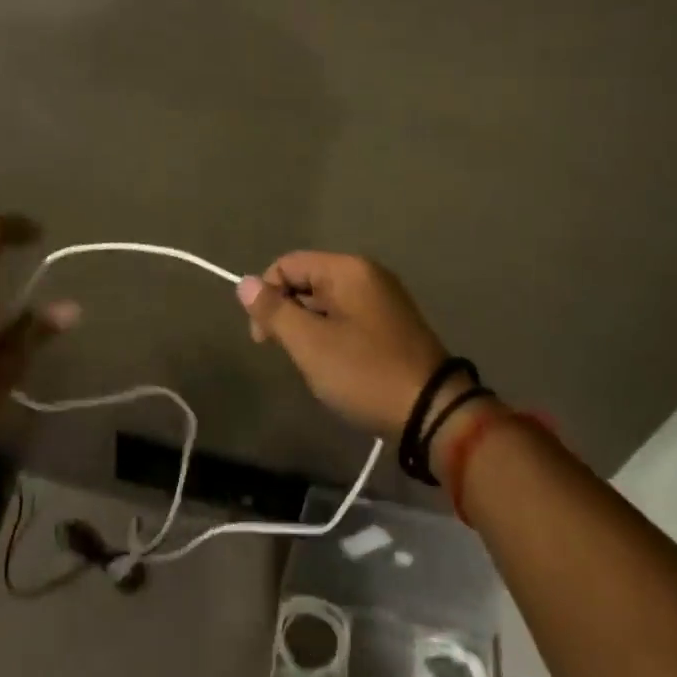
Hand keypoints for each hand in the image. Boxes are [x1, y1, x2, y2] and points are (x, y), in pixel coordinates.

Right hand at [236, 252, 451, 438]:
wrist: (432, 412)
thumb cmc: (365, 372)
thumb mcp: (310, 344)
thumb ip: (274, 311)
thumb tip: (244, 283)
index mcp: (348, 269)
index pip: (288, 264)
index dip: (267, 295)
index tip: (263, 338)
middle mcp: (368, 274)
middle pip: (308, 280)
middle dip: (288, 314)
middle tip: (288, 354)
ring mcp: (384, 299)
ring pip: (326, 302)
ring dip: (309, 328)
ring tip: (313, 364)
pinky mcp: (392, 324)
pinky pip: (348, 317)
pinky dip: (332, 335)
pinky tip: (335, 365)